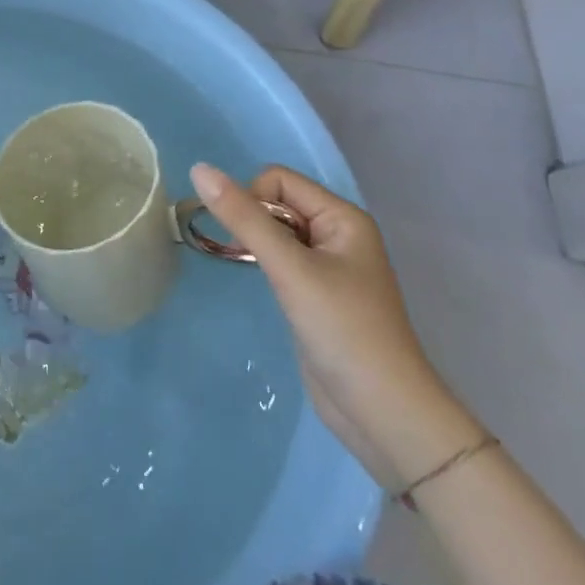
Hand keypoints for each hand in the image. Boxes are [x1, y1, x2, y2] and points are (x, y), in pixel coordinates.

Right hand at [189, 162, 484, 489]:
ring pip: (276, 232)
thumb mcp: (291, 269)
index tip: (243, 240)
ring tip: (256, 275)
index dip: (252, 199)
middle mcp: (337, 234)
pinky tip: (265, 290)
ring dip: (256, 245)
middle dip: (252, 222)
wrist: (384, 415)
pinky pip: (281, 260)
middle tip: (244, 258)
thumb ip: (244, 218)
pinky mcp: (317, 294)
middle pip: (276, 203)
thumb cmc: (344, 331)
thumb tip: (199, 169)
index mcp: (342, 217)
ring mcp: (328, 266)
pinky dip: (264, 266)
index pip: (278, 180)